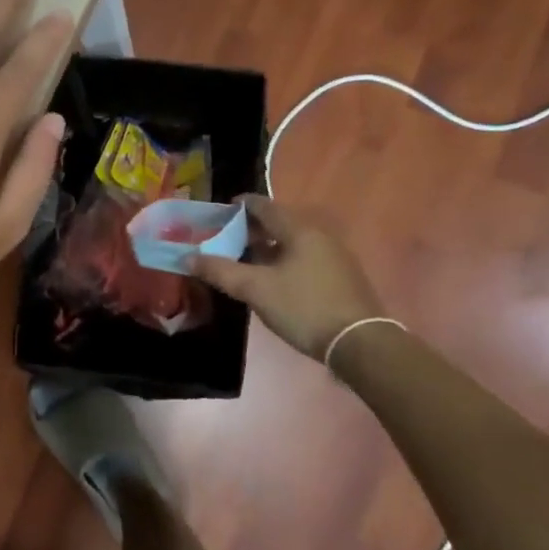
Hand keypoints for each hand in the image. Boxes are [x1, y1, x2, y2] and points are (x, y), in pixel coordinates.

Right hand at [189, 197, 383, 360]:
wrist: (360, 344)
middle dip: (249, 229)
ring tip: (242, 261)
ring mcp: (333, 255)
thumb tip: (188, 257)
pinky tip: (270, 279)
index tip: (217, 214)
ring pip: (290, 241)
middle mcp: (318, 234)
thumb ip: (220, 271)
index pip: (263, 205)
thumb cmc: (304, 307)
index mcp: (298, 229)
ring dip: (265, 247)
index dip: (238, 206)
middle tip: (224, 240)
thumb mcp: (255, 289)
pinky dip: (282, 260)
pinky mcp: (339, 276)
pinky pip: (303, 257)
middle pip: (277, 222)